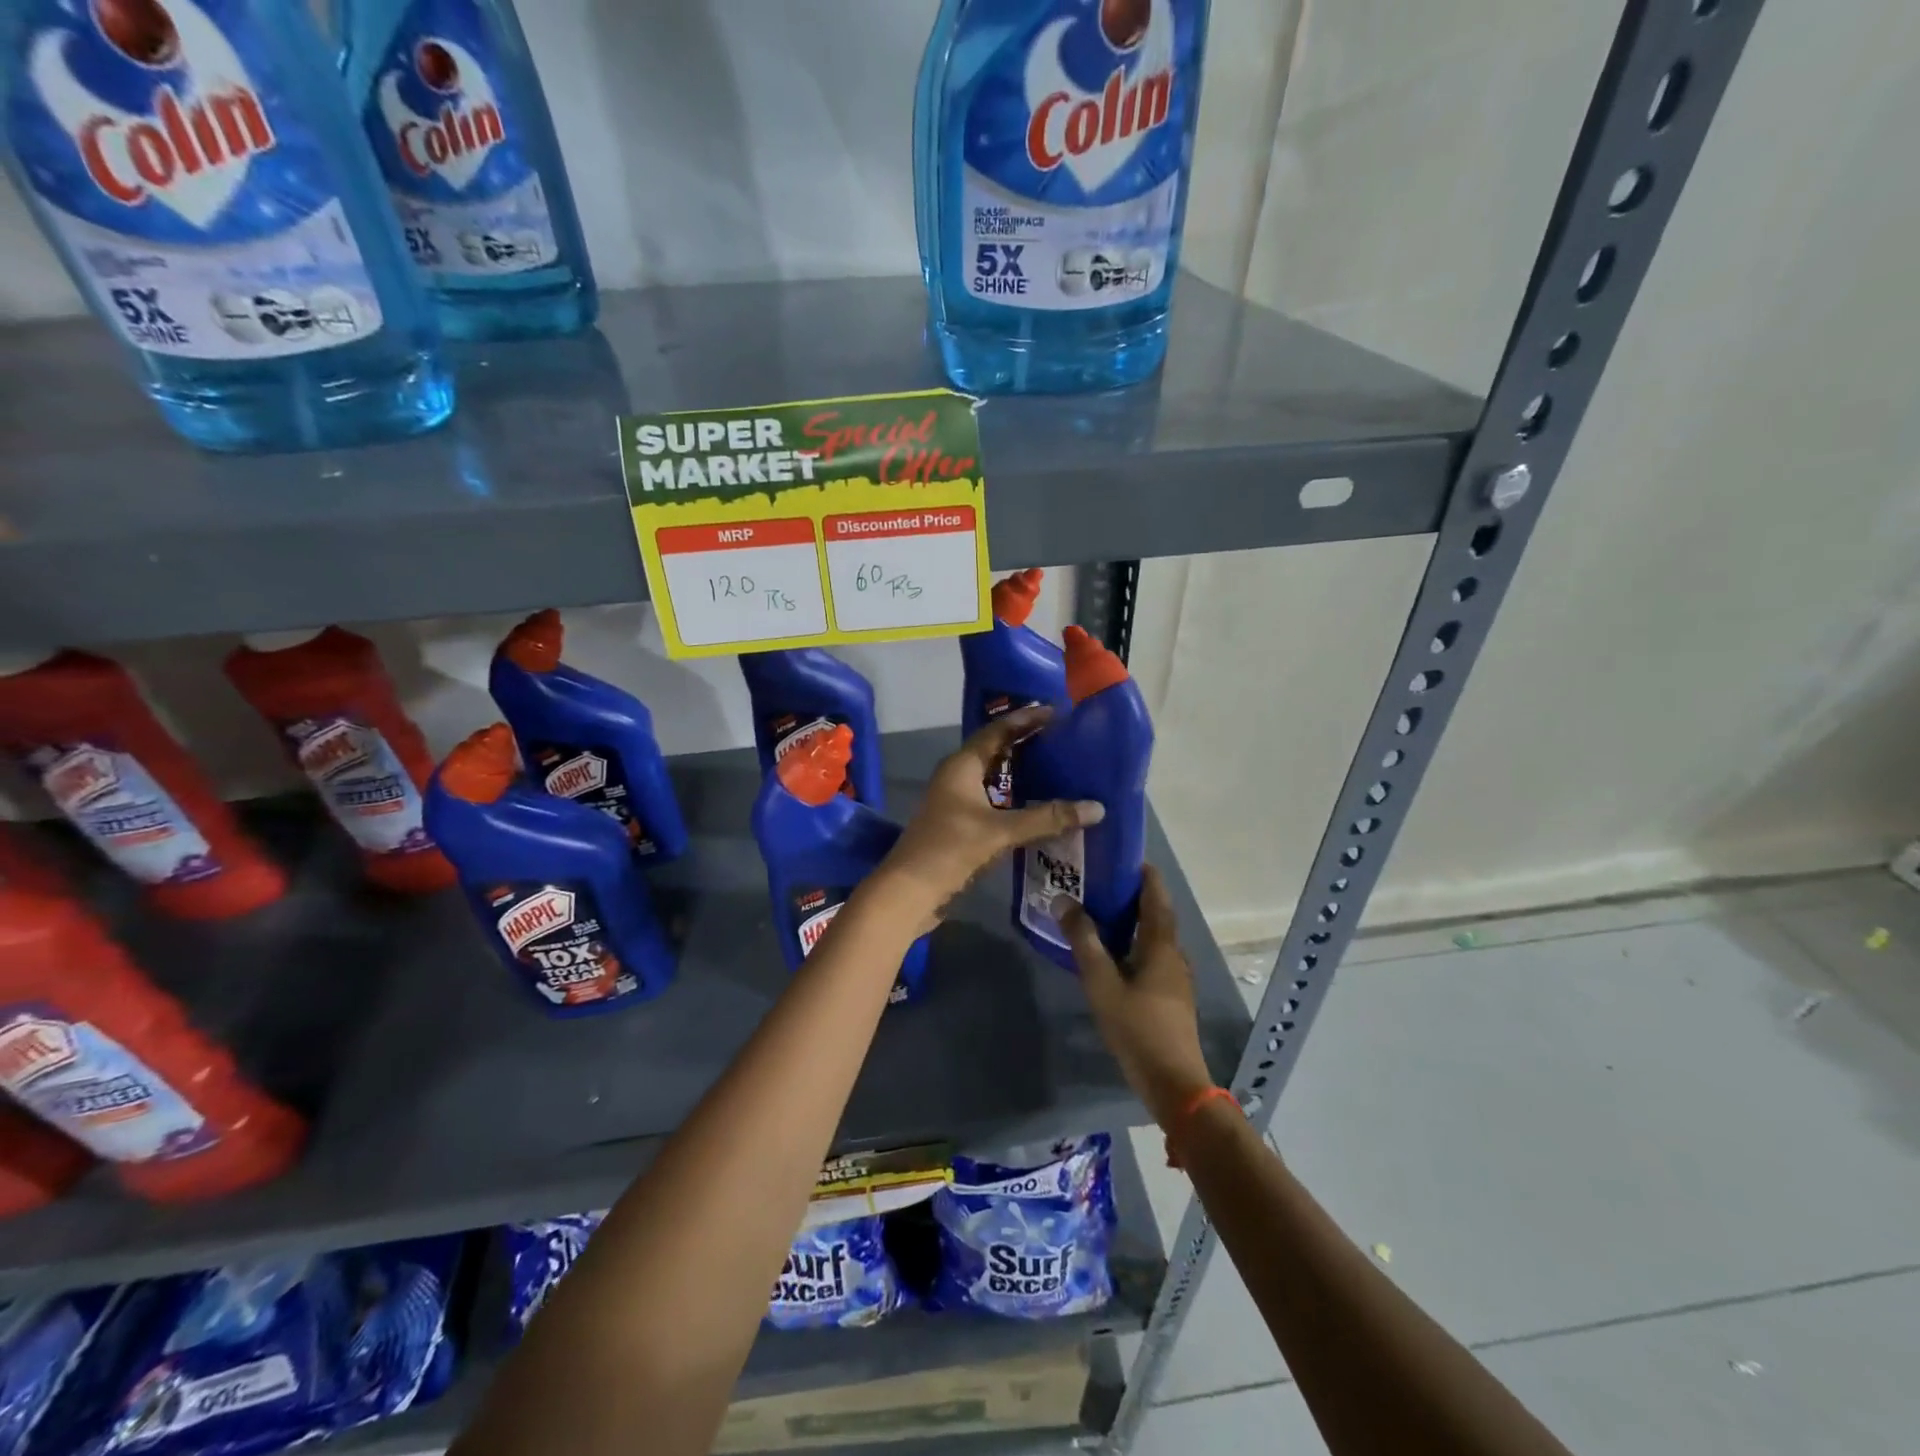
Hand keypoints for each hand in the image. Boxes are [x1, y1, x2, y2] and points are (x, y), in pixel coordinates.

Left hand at [877, 707, 1103, 930]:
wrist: (909, 892)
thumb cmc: (950, 850)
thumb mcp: (1000, 831)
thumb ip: (1047, 818)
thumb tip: (1096, 807)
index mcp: (961, 766)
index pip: (997, 731)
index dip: (1025, 719)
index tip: (1056, 712)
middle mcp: (956, 777)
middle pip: (995, 750)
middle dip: (1026, 743)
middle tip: (1062, 738)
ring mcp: (955, 802)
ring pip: (993, 778)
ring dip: (1020, 772)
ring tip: (1057, 768)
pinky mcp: (959, 825)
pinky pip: (992, 801)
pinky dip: (1015, 799)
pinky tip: (1038, 808)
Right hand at [1058, 865, 1214, 1129]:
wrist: (1173, 1083)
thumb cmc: (1137, 1028)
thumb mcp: (1102, 983)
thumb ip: (1083, 941)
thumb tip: (1063, 900)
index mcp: (1161, 945)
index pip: (1156, 896)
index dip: (1144, 874)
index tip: (1122, 856)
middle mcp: (1174, 955)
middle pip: (1156, 915)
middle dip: (1133, 896)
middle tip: (1100, 882)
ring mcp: (1176, 978)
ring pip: (1154, 938)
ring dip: (1132, 922)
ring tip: (1100, 914)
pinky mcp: (1171, 998)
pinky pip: (1152, 957)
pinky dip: (1133, 945)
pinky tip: (1112, 956)